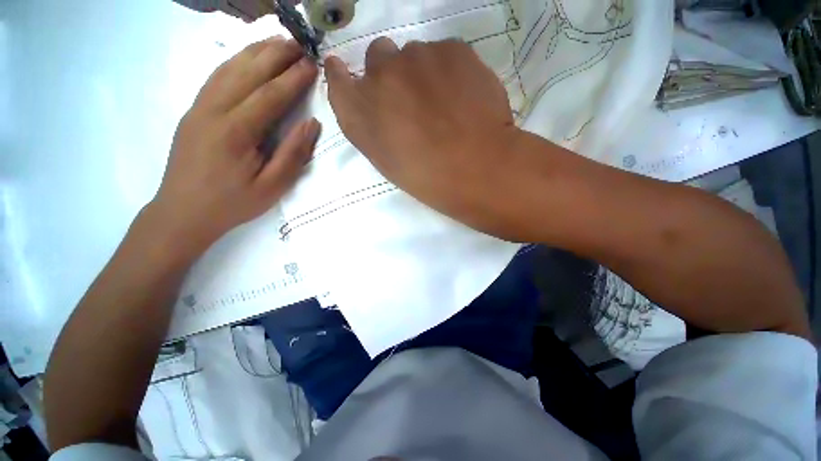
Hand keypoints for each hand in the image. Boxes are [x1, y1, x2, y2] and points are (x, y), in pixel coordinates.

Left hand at [151, 37, 319, 254]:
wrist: (183, 212)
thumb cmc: (233, 203)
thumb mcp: (272, 187)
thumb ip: (293, 154)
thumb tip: (311, 124)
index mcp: (235, 132)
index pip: (270, 95)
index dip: (293, 79)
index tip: (312, 65)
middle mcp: (213, 111)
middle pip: (247, 72)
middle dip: (275, 55)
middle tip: (299, 43)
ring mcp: (199, 108)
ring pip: (229, 69)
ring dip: (255, 52)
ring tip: (278, 42)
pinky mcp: (193, 111)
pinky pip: (216, 78)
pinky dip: (235, 62)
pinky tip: (248, 58)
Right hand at [324, 38, 524, 237]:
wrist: (476, 167)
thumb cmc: (426, 176)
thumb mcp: (387, 159)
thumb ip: (370, 125)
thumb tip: (367, 96)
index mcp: (361, 112)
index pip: (338, 78)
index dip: (344, 75)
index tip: (350, 75)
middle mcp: (380, 75)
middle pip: (378, 56)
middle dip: (390, 73)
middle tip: (413, 100)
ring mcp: (417, 57)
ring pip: (414, 55)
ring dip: (423, 73)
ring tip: (445, 104)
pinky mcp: (452, 49)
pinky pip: (444, 53)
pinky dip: (449, 70)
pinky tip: (463, 96)